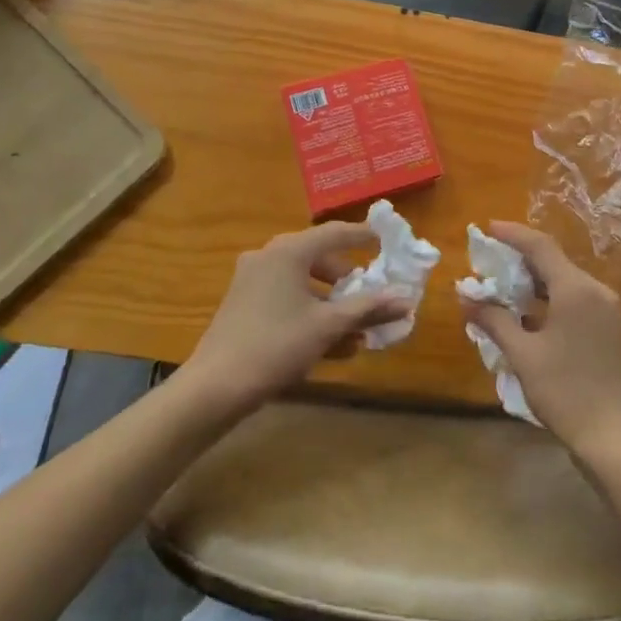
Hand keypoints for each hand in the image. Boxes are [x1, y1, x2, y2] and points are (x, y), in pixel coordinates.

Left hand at [183, 223, 410, 416]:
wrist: (214, 387)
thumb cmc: (276, 345)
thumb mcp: (328, 326)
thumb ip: (368, 309)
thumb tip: (406, 300)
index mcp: (289, 251)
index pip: (335, 233)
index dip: (363, 236)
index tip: (385, 240)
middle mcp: (269, 256)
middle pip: (319, 258)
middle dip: (348, 281)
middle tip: (371, 295)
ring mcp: (252, 280)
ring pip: (303, 283)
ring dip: (332, 305)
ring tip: (358, 332)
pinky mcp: (243, 305)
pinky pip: (286, 299)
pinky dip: (310, 314)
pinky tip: (333, 346)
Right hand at [461, 222, 620, 458]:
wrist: (612, 436)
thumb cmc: (564, 391)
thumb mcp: (523, 355)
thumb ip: (495, 320)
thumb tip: (467, 298)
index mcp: (575, 289)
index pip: (540, 247)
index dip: (513, 234)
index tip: (487, 228)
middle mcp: (594, 290)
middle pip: (553, 261)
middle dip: (520, 258)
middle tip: (489, 262)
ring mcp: (606, 308)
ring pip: (564, 280)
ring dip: (534, 280)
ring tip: (503, 287)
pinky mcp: (609, 326)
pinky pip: (575, 298)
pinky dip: (550, 297)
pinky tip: (528, 313)